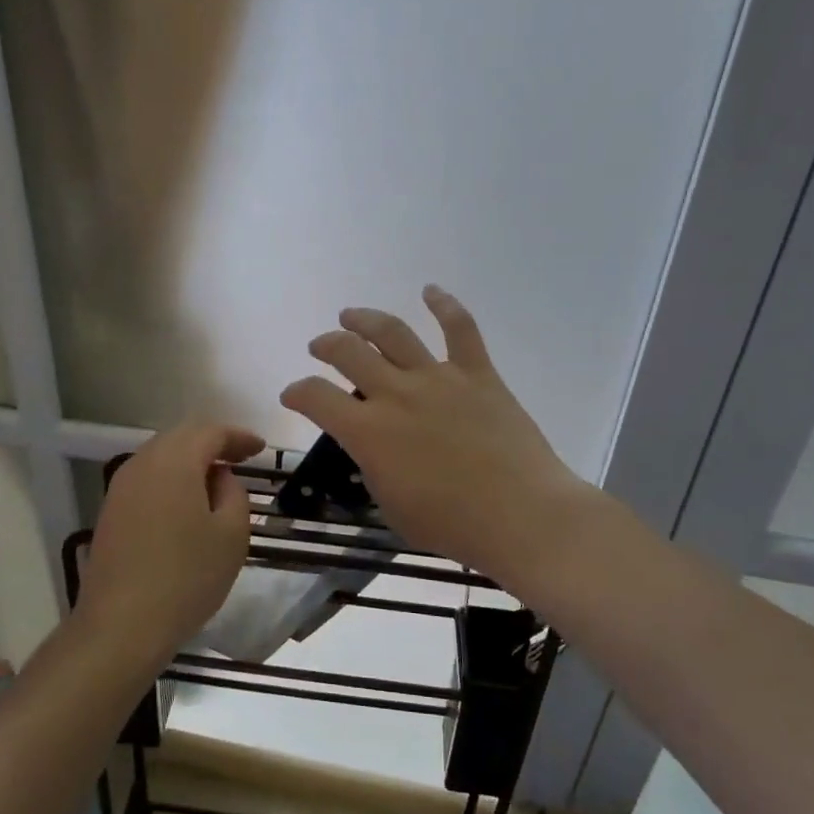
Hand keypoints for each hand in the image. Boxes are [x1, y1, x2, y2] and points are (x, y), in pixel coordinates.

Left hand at [80, 423, 264, 660]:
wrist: (121, 626)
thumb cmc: (186, 578)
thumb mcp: (231, 535)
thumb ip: (233, 493)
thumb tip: (219, 477)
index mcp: (174, 461)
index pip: (211, 432)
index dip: (239, 437)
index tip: (261, 449)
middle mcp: (142, 463)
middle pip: (182, 437)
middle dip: (213, 443)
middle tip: (241, 458)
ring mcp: (120, 487)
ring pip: (161, 456)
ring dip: (190, 460)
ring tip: (216, 479)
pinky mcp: (110, 511)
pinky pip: (147, 478)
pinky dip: (171, 479)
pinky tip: (186, 501)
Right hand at [280, 286, 594, 585]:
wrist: (520, 514)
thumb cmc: (451, 524)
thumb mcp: (391, 505)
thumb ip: (374, 467)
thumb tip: (373, 447)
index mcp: (369, 431)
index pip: (316, 397)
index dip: (297, 392)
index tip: (293, 395)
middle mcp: (396, 393)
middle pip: (349, 352)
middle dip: (327, 345)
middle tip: (320, 346)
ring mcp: (438, 378)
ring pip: (393, 333)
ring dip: (367, 319)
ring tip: (351, 315)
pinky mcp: (477, 374)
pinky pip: (460, 328)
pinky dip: (444, 305)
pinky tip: (431, 290)